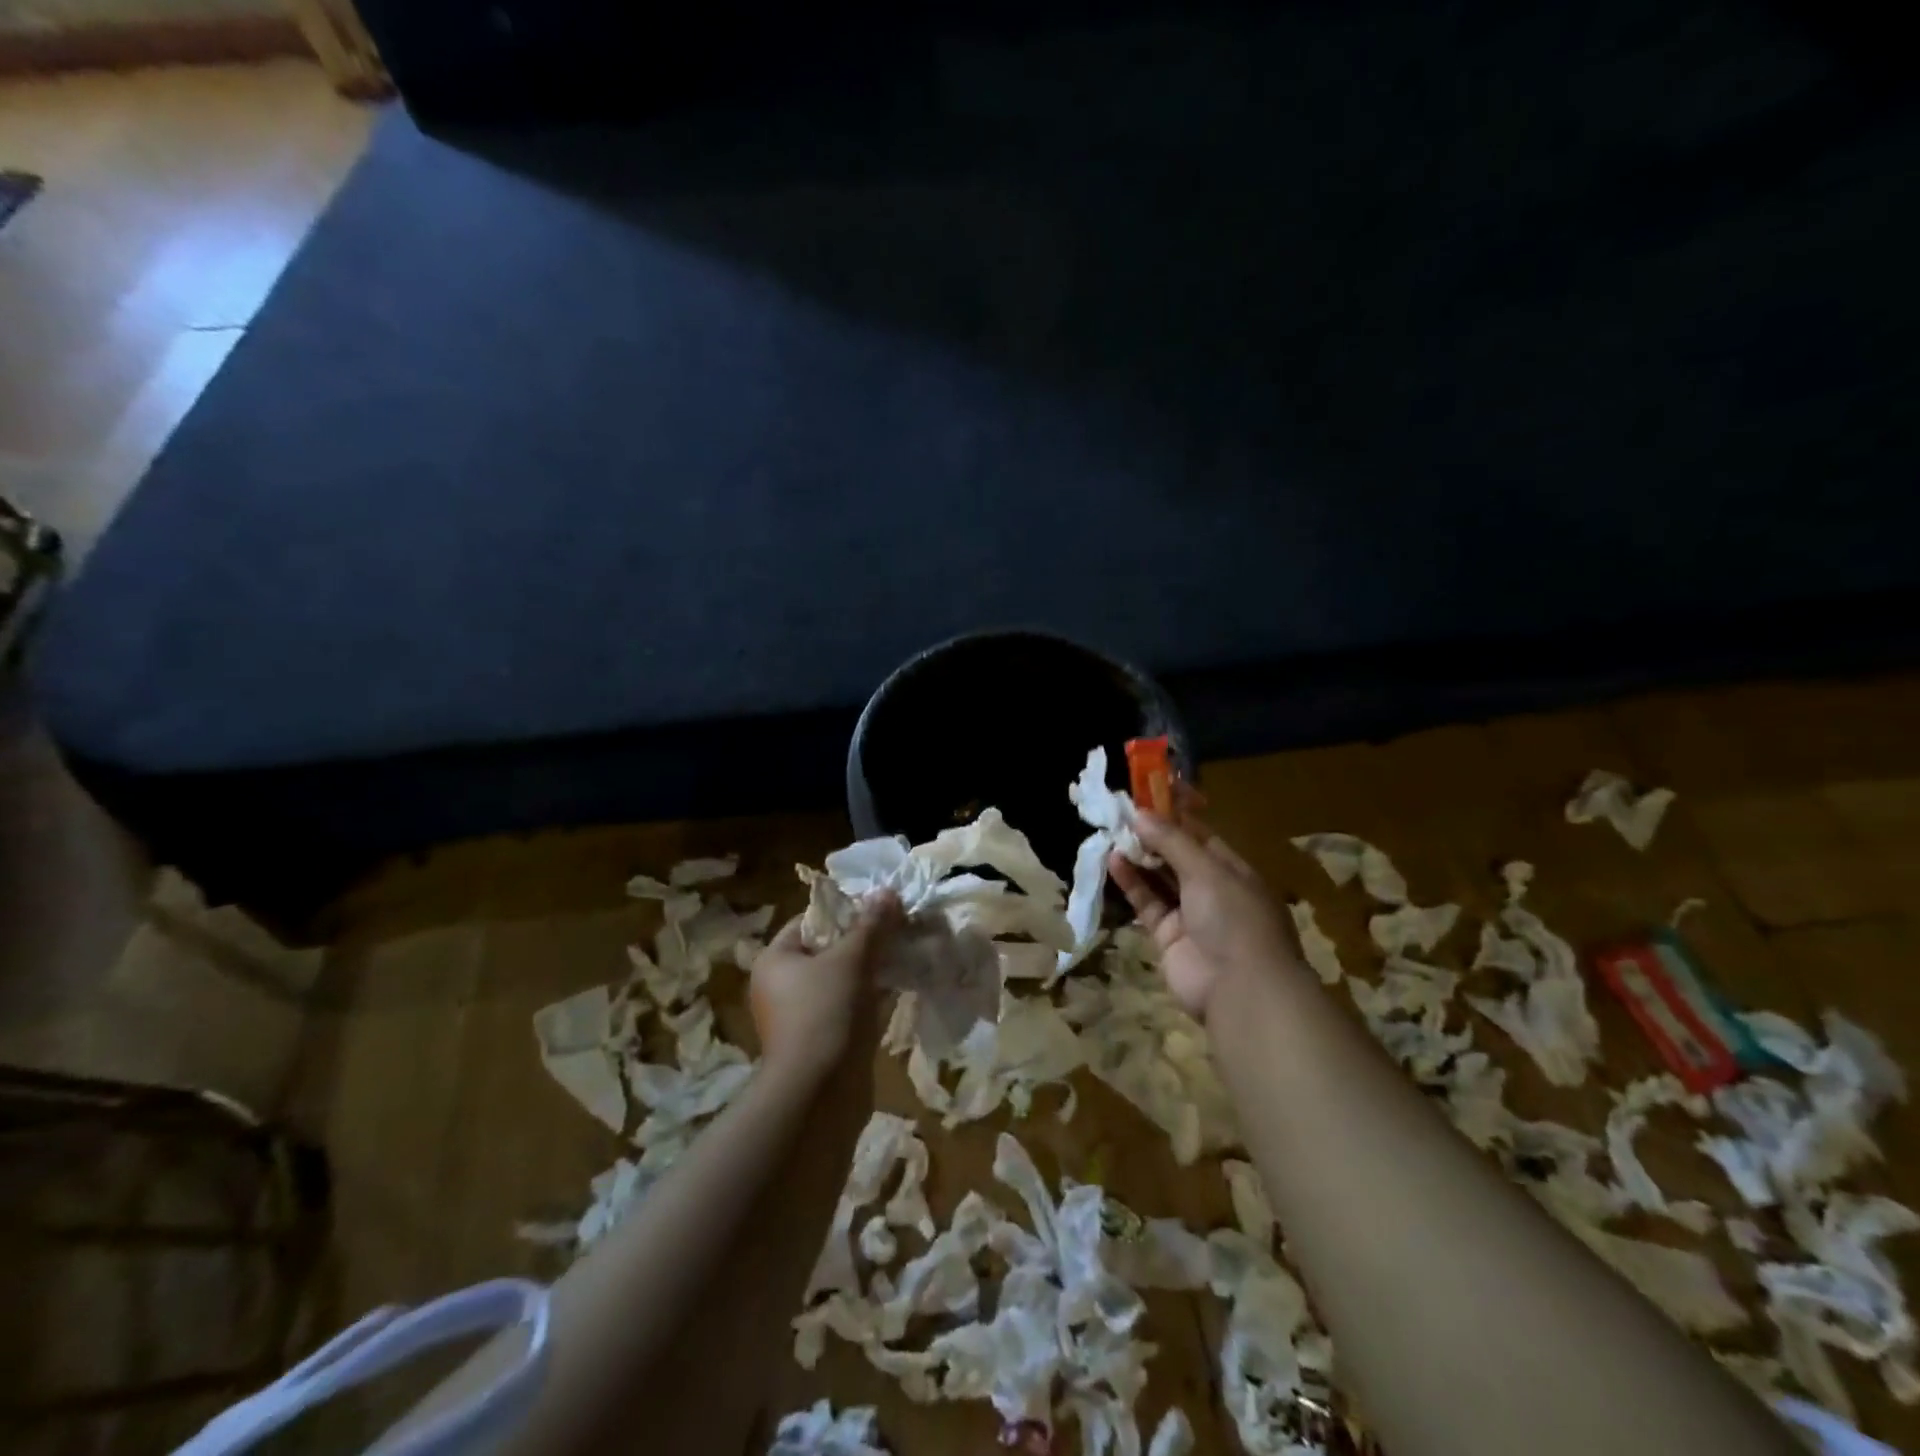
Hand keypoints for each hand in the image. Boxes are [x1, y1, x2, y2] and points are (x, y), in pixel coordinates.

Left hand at [750, 891, 902, 1075]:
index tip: (879, 909)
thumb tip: (888, 892)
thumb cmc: (825, 1013)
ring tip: (904, 953)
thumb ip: (871, 924)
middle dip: (864, 940)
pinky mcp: (822, 1040)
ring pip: (842, 979)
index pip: (810, 920)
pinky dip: (871, 996)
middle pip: (828, 949)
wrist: (819, 1096)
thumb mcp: (852, 959)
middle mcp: (781, 985)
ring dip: (871, 968)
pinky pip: (849, 1006)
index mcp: (776, 960)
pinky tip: (899, 987)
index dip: (845, 910)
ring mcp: (801, 1016)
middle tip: (897, 929)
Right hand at [1109, 811, 1301, 1018]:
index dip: (1174, 816)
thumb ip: (1172, 841)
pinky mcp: (1167, 936)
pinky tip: (1113, 862)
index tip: (1145, 797)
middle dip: (1151, 837)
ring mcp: (1190, 915)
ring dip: (1138, 858)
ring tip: (1111, 834)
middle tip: (1119, 814)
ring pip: (1159, 880)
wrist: (1240, 989)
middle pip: (1177, 856)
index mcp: (1233, 870)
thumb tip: (1141, 814)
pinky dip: (1132, 884)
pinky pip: (1147, 903)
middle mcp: (1213, 890)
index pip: (1200, 835)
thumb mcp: (1207, 870)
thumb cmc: (1234, 918)